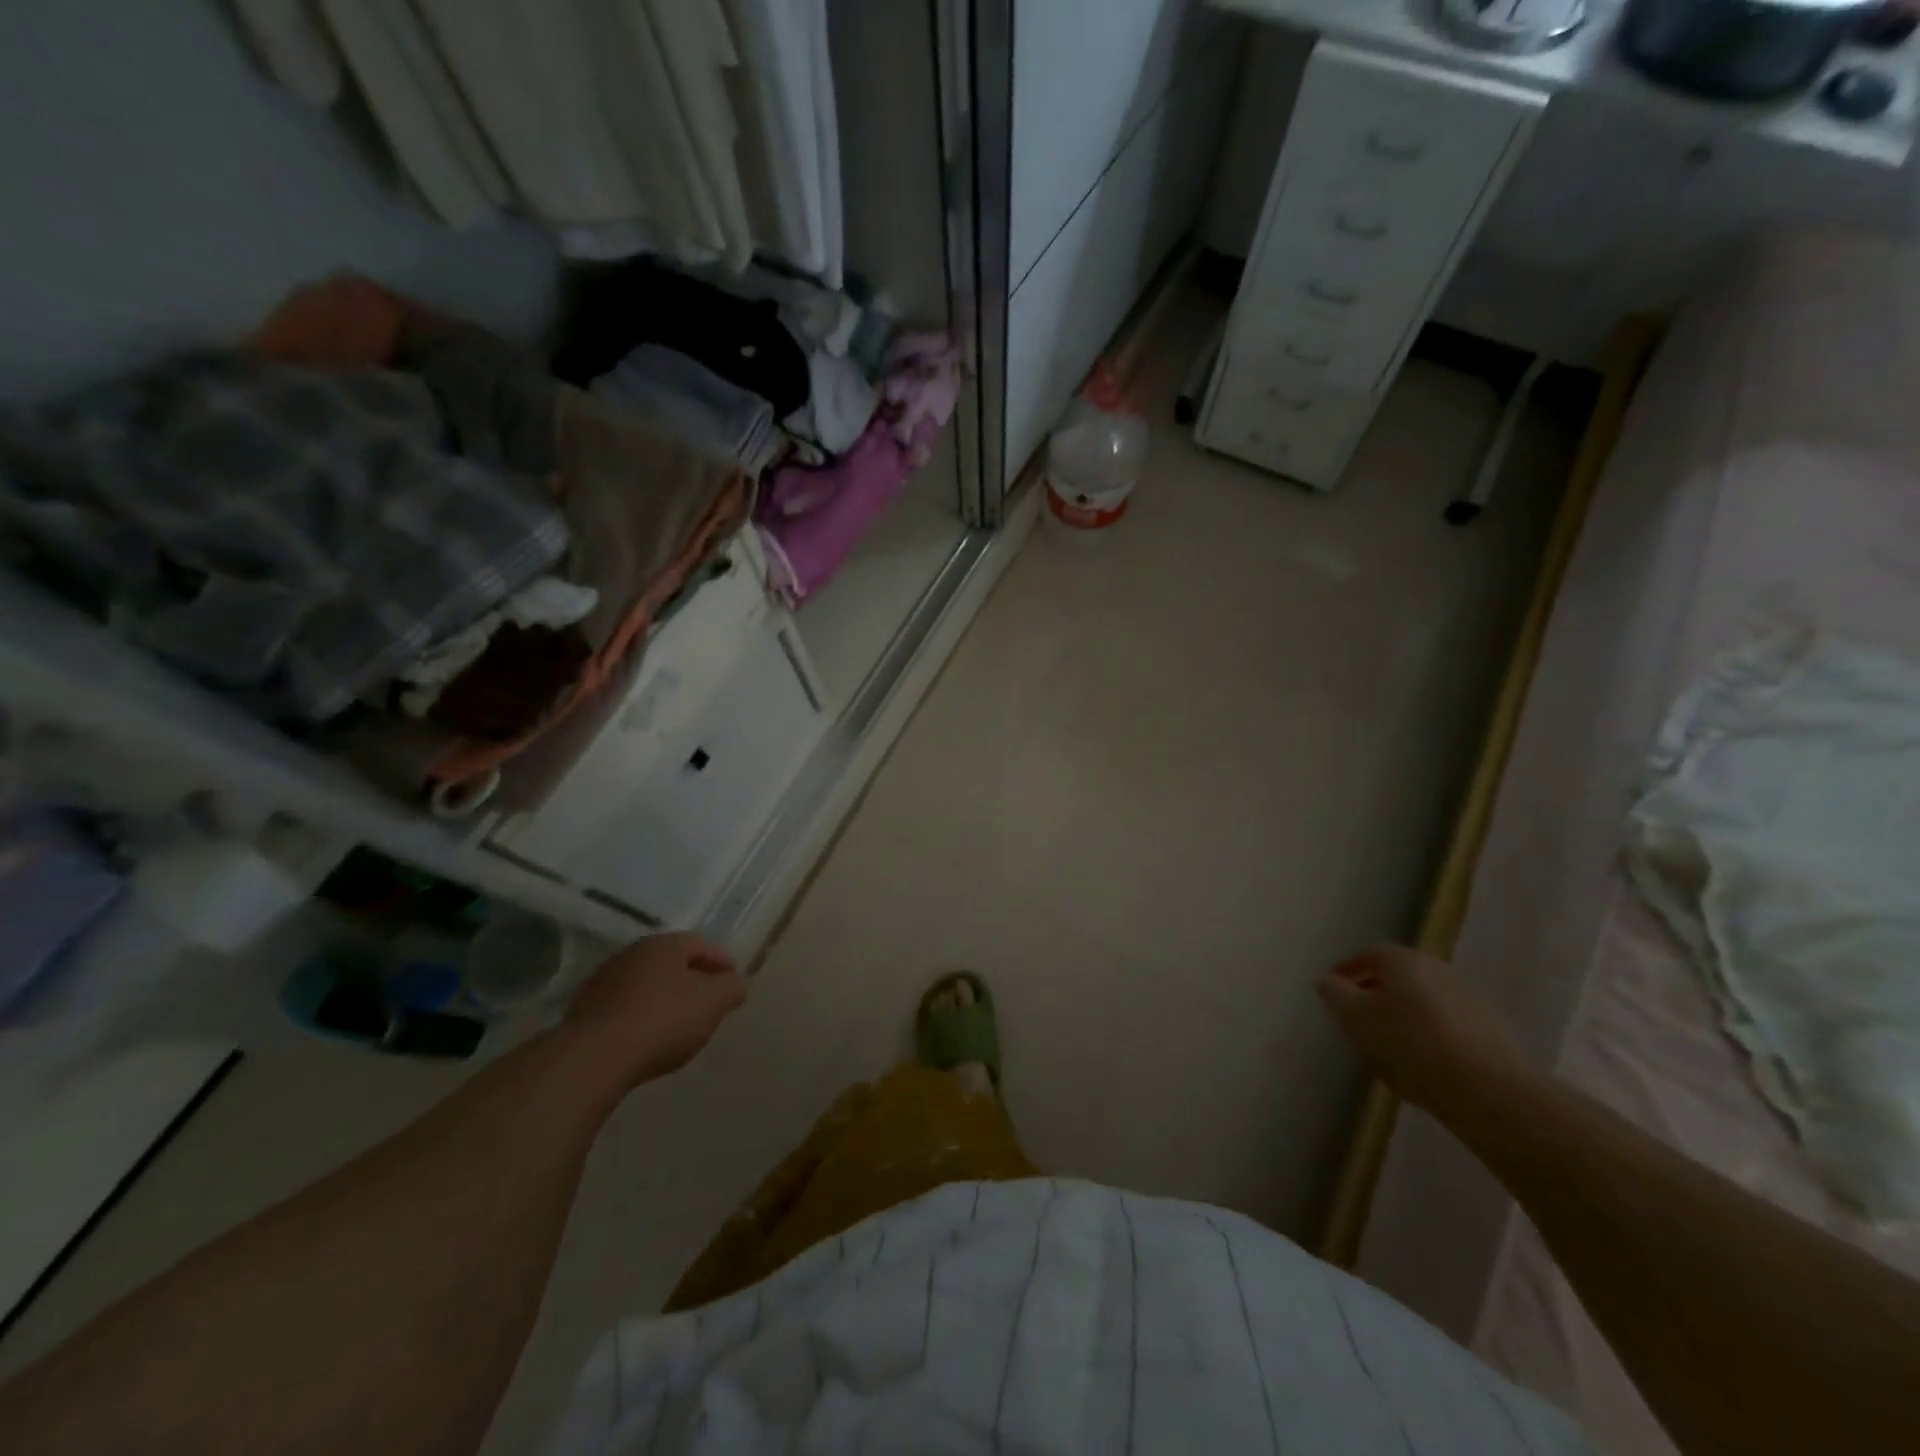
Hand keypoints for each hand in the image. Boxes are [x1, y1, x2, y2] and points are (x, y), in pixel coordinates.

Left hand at [564, 933, 746, 1086]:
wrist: (595, 1057)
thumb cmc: (664, 1019)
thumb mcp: (714, 1002)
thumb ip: (732, 988)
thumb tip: (735, 984)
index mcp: (665, 944)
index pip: (700, 944)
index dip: (720, 962)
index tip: (732, 983)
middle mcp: (632, 954)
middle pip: (671, 963)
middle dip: (692, 979)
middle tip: (708, 1003)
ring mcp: (604, 981)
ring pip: (646, 984)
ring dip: (663, 998)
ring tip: (678, 1025)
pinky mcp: (584, 1011)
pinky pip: (624, 1008)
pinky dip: (640, 1016)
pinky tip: (647, 1038)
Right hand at [1317, 945, 1530, 1116]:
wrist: (1491, 1091)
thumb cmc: (1411, 1045)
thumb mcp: (1356, 1018)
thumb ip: (1335, 994)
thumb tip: (1328, 980)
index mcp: (1404, 960)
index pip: (1368, 954)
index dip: (1347, 969)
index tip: (1332, 989)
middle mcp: (1438, 969)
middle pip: (1398, 975)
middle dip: (1375, 992)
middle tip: (1357, 1017)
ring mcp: (1469, 999)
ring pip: (1423, 1000)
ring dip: (1402, 1014)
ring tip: (1388, 1044)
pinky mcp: (1491, 1030)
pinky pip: (1446, 1023)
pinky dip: (1428, 1033)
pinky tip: (1422, 1062)